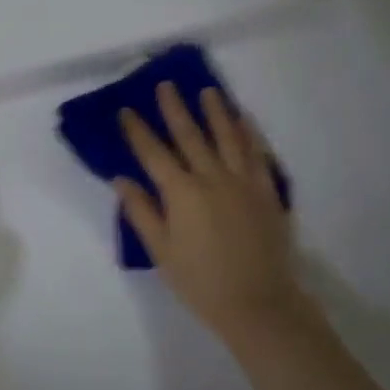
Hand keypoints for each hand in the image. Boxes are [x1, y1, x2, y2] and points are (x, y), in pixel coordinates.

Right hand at [117, 84, 315, 348]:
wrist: (258, 303)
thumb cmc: (201, 282)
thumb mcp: (161, 252)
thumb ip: (142, 212)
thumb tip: (121, 179)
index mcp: (182, 193)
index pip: (154, 153)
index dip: (138, 131)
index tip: (126, 110)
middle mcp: (212, 178)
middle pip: (190, 135)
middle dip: (175, 108)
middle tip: (166, 85)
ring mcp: (243, 181)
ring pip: (227, 136)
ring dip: (216, 111)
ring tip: (208, 91)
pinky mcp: (267, 191)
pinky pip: (257, 154)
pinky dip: (249, 133)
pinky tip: (243, 119)